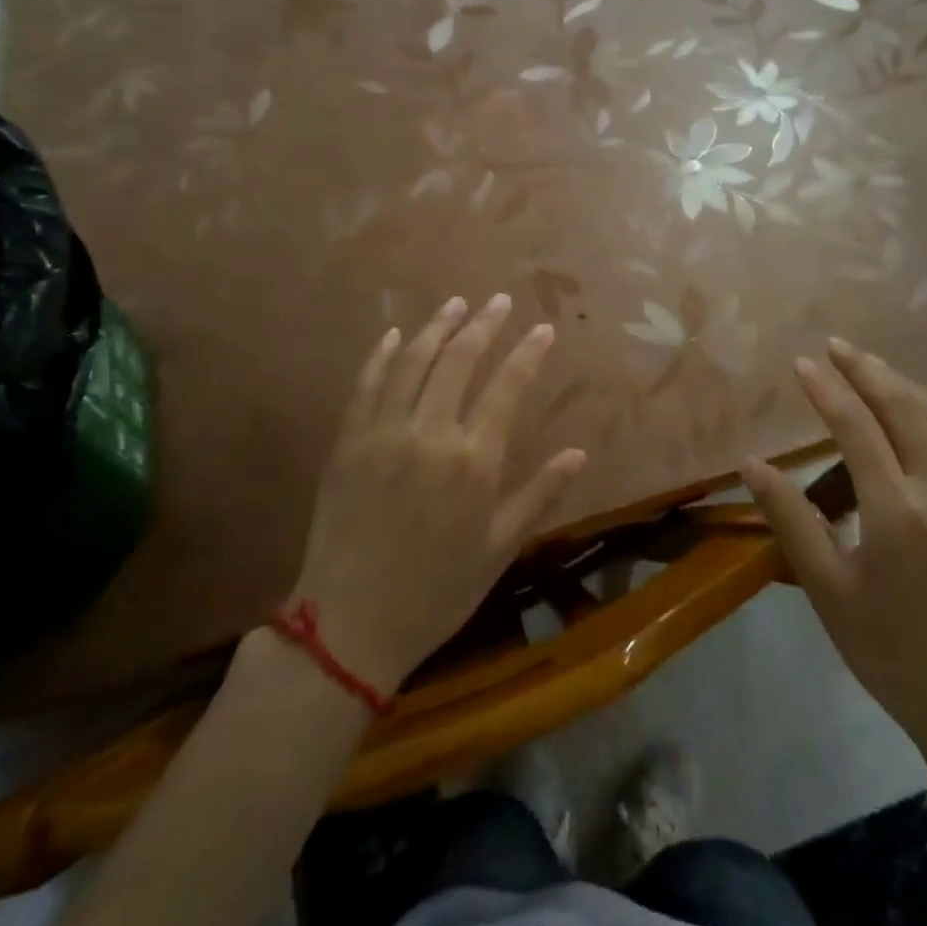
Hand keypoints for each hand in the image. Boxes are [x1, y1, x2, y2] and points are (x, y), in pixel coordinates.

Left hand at [287, 295, 586, 692]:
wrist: (351, 624)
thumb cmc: (436, 590)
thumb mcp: (499, 548)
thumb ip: (539, 494)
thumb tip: (579, 453)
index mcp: (473, 460)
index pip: (507, 387)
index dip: (528, 352)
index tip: (543, 329)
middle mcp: (430, 433)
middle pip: (459, 360)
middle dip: (484, 325)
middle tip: (499, 301)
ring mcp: (383, 433)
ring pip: (413, 362)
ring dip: (437, 327)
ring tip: (456, 304)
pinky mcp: (347, 441)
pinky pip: (366, 385)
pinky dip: (382, 355)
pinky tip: (394, 335)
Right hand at [745, 340, 926, 768]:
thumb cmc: (891, 652)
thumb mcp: (827, 590)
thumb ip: (790, 520)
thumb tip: (752, 465)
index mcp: (895, 511)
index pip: (856, 428)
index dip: (826, 389)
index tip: (801, 362)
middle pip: (904, 409)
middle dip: (867, 370)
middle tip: (836, 345)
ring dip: (904, 386)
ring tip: (872, 367)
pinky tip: (922, 416)